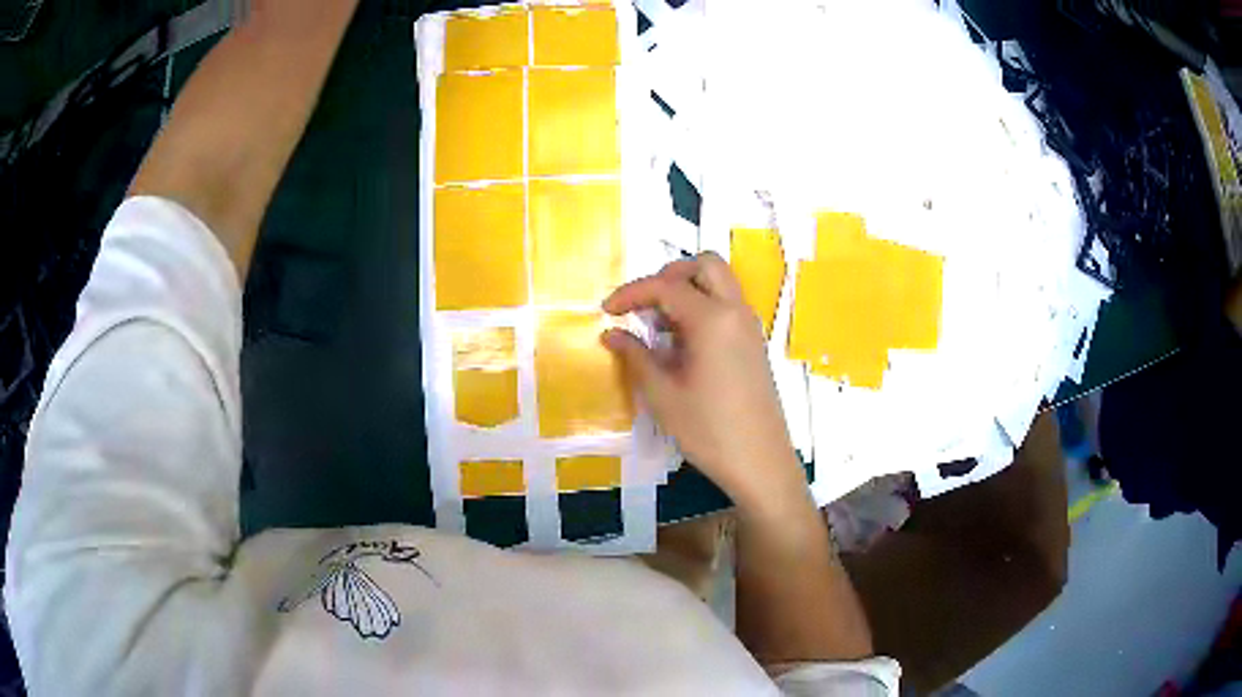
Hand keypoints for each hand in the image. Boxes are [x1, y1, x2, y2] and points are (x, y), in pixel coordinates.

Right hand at [601, 253, 807, 513]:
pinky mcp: (754, 343)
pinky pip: (728, 305)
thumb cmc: (709, 430)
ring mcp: (749, 327)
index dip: (631, 293)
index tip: (606, 311)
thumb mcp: (663, 395)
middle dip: (669, 275)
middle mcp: (736, 312)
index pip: (666, 286)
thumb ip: (635, 356)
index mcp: (713, 319)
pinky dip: (703, 306)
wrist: (760, 462)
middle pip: (705, 264)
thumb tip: (611, 333)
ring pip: (720, 283)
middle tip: (644, 306)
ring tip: (660, 327)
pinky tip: (683, 343)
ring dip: (688, 290)